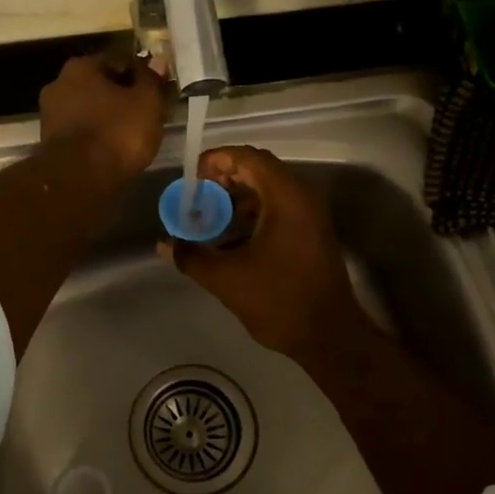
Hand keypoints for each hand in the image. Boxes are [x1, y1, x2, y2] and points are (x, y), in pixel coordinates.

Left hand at [38, 52, 169, 187]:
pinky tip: (113, 148)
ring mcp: (51, 114)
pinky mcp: (50, 142)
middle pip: (101, 85)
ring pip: (90, 109)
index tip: (157, 91)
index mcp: (81, 66)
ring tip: (132, 134)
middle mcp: (59, 83)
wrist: (79, 180)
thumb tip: (158, 61)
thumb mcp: (147, 103)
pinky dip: (97, 136)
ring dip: (108, 117)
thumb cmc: (116, 133)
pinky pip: (82, 131)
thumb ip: (152, 80)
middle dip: (122, 96)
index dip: (141, 75)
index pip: (119, 61)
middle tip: (146, 113)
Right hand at [160, 145, 368, 357]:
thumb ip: (190, 257)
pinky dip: (252, 213)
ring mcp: (310, 215)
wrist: (329, 335)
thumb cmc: (278, 300)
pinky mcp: (311, 232)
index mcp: (286, 197)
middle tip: (196, 197)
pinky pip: (278, 208)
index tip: (191, 177)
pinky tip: (230, 237)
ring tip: (208, 217)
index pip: (248, 158)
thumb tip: (165, 244)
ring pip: (268, 190)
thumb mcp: (226, 279)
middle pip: (258, 170)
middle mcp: (302, 197)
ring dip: (237, 198)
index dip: (216, 160)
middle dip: (223, 179)